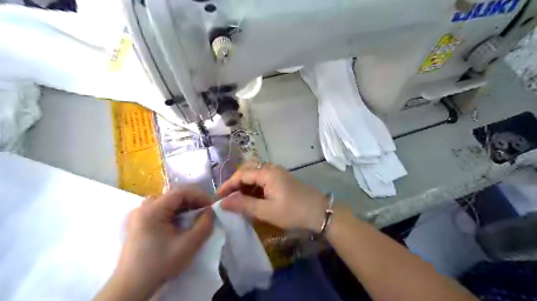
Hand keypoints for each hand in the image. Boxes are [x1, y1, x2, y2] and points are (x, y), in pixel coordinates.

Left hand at [97, 187, 213, 299]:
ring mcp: (138, 215)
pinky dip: (174, 213)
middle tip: (205, 212)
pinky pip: (160, 210)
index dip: (199, 196)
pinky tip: (180, 224)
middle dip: (193, 202)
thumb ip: (204, 225)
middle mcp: (143, 207)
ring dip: (184, 207)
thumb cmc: (160, 264)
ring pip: (167, 202)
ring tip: (195, 217)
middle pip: (173, 196)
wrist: (131, 287)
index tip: (211, 206)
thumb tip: (211, 211)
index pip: (180, 192)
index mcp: (152, 210)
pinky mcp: (138, 223)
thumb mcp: (188, 245)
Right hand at [217, 162, 326, 230]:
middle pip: (248, 170)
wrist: (320, 212)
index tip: (218, 197)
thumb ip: (244, 205)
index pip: (242, 174)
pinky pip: (264, 179)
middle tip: (228, 196)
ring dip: (245, 185)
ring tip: (238, 199)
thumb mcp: (266, 211)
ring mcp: (278, 173)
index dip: (229, 185)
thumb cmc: (293, 212)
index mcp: (268, 173)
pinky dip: (255, 187)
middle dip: (236, 182)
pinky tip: (252, 198)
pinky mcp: (282, 180)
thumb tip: (223, 202)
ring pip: (256, 174)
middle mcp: (272, 169)